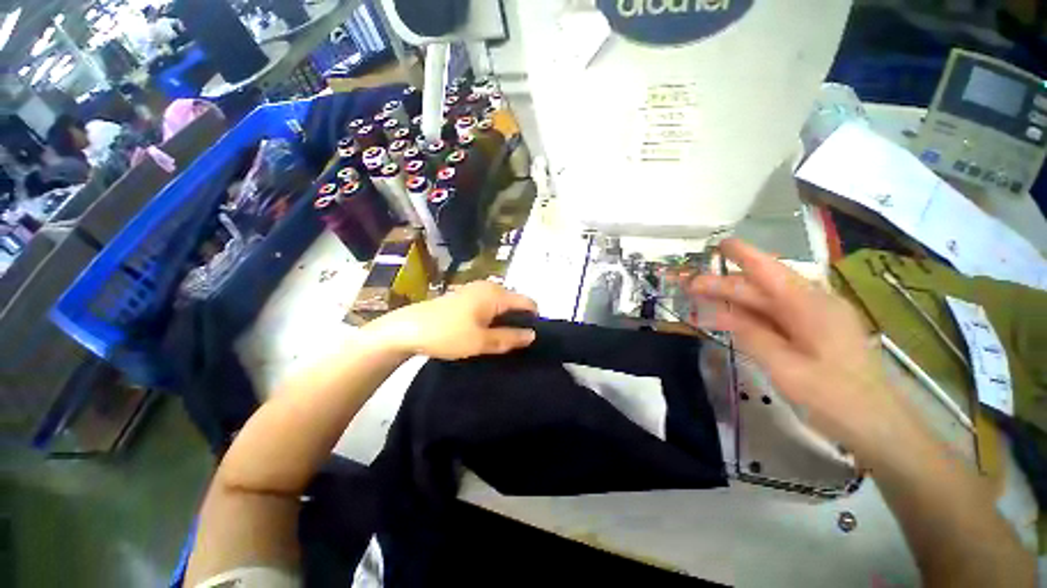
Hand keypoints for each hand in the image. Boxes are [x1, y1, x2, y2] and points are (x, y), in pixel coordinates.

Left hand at [366, 281, 537, 360]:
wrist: (407, 329)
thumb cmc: (447, 334)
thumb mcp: (481, 341)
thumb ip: (510, 338)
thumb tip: (533, 335)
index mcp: (496, 294)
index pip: (528, 302)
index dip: (533, 320)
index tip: (527, 339)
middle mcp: (489, 286)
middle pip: (515, 302)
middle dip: (518, 321)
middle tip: (511, 344)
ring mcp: (476, 290)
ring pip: (501, 305)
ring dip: (504, 321)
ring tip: (497, 340)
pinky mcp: (465, 296)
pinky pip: (489, 305)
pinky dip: (492, 318)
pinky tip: (483, 332)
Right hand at [685, 239, 922, 456]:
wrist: (879, 426)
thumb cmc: (835, 398)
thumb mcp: (786, 368)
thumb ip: (753, 336)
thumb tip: (723, 313)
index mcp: (811, 306)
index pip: (770, 271)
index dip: (743, 254)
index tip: (718, 244)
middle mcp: (814, 305)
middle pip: (762, 288)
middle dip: (725, 284)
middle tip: (690, 286)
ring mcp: (816, 319)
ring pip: (767, 302)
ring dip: (734, 300)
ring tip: (702, 300)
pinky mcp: (815, 333)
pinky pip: (775, 317)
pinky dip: (749, 316)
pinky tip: (730, 320)